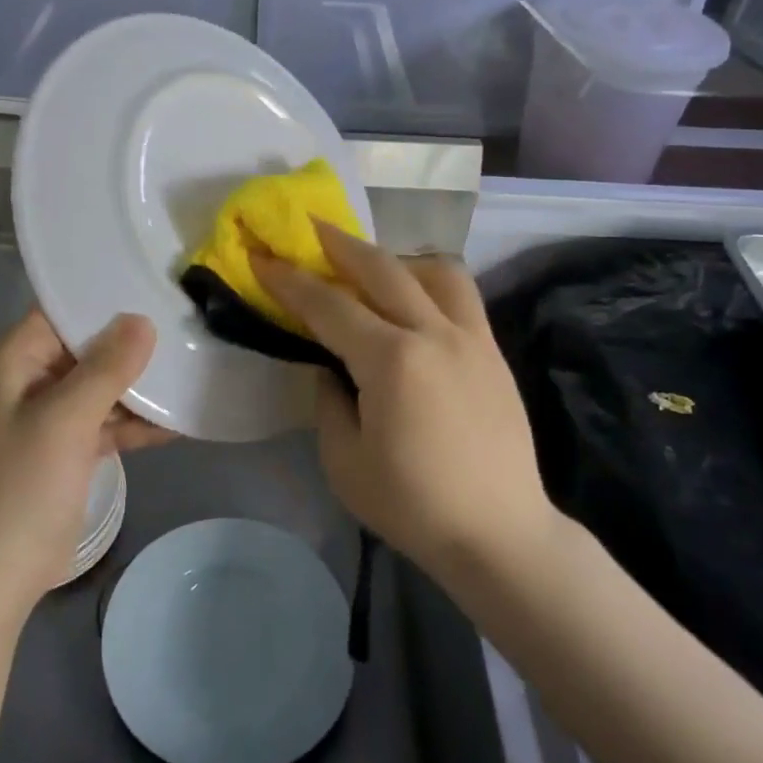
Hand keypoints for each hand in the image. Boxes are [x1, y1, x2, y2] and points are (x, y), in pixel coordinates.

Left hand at [0, 309, 170, 611]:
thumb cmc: (21, 488)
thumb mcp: (66, 421)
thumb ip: (106, 368)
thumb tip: (142, 320)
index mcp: (14, 359)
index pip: (63, 310)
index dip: (106, 299)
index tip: (155, 287)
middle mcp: (28, 378)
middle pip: (86, 346)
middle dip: (132, 342)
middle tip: (185, 324)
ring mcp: (47, 415)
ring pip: (99, 385)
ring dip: (138, 385)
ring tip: (191, 367)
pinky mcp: (65, 448)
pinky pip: (103, 421)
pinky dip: (133, 422)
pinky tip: (178, 420)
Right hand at [253, 226, 556, 585]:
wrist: (500, 534)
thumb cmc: (414, 505)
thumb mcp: (345, 462)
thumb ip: (329, 402)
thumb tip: (330, 368)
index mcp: (392, 361)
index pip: (329, 306)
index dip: (289, 280)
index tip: (262, 257)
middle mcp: (434, 333)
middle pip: (381, 268)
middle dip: (339, 243)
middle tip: (311, 227)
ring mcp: (471, 338)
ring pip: (434, 270)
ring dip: (395, 258)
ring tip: (372, 266)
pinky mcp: (493, 352)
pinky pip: (461, 296)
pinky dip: (430, 283)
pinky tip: (414, 301)